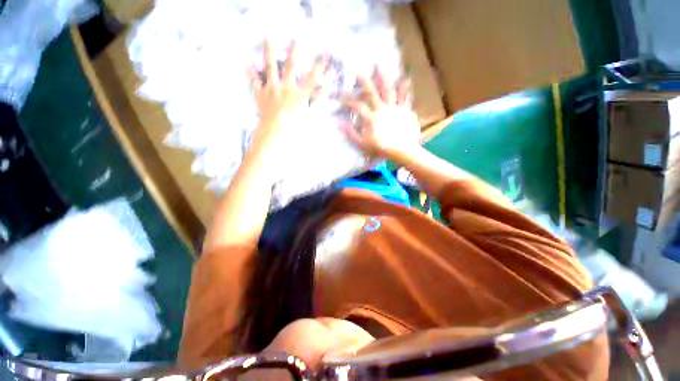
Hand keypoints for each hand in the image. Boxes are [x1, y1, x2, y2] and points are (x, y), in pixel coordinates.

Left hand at [248, 41, 327, 148]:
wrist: (275, 133)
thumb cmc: (295, 128)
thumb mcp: (311, 117)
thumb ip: (319, 103)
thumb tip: (327, 90)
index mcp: (299, 95)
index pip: (312, 78)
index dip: (319, 67)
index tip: (323, 56)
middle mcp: (286, 88)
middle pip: (290, 66)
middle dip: (294, 51)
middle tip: (295, 39)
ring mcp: (272, 89)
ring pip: (270, 67)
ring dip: (270, 51)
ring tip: (269, 38)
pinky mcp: (260, 95)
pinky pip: (254, 81)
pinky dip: (250, 72)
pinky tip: (246, 63)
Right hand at [343, 66, 420, 161]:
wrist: (402, 151)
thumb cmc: (381, 149)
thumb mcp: (362, 145)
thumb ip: (351, 134)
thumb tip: (340, 123)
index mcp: (371, 118)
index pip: (357, 106)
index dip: (348, 100)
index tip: (341, 96)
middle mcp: (382, 109)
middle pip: (371, 92)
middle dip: (363, 81)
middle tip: (358, 71)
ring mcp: (394, 108)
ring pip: (388, 90)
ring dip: (383, 78)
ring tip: (379, 66)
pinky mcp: (405, 111)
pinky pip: (405, 97)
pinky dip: (405, 88)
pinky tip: (405, 78)